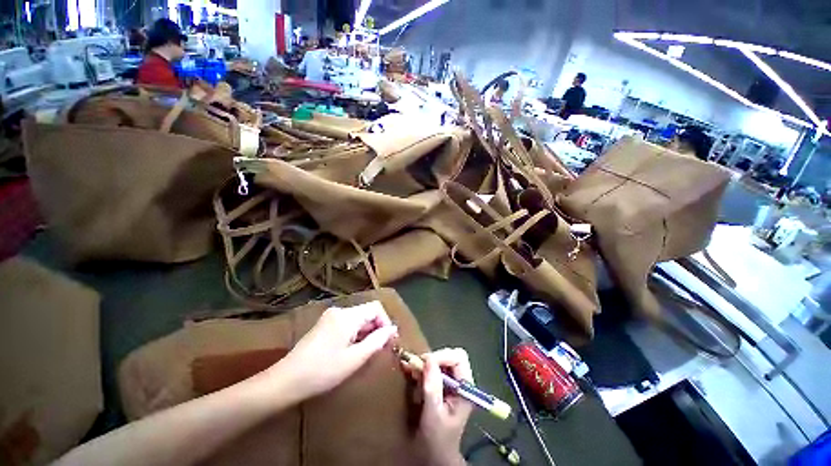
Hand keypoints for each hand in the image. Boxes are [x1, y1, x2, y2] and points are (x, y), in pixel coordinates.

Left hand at [270, 302, 398, 400]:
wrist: (286, 381)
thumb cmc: (323, 371)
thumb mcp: (355, 359)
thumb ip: (377, 341)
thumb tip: (393, 329)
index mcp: (347, 316)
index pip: (375, 308)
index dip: (385, 322)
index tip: (388, 341)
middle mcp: (339, 311)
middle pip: (366, 312)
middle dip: (376, 328)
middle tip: (379, 349)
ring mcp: (330, 317)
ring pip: (357, 318)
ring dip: (366, 332)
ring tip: (366, 352)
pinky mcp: (324, 324)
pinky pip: (347, 323)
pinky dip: (355, 333)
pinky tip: (352, 349)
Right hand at [416, 348, 473, 465]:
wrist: (435, 456)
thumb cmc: (437, 439)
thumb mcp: (434, 414)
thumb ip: (432, 387)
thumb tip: (428, 359)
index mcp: (466, 388)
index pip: (459, 358)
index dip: (443, 356)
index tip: (426, 362)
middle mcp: (461, 382)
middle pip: (450, 357)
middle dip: (433, 359)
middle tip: (418, 366)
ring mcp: (451, 383)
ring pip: (440, 361)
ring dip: (426, 364)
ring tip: (413, 372)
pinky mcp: (442, 386)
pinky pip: (433, 369)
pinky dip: (422, 369)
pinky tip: (412, 374)